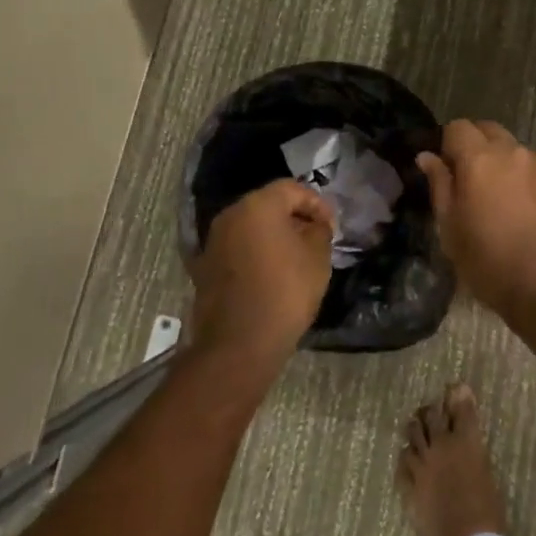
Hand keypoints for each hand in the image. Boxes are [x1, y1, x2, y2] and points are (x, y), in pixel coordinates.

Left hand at [189, 179, 335, 370]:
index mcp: (258, 205)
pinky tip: (272, 274)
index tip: (331, 225)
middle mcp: (230, 215)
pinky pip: (238, 249)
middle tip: (315, 236)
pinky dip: (256, 254)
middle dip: (294, 217)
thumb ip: (319, 230)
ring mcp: (213, 242)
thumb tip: (314, 226)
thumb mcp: (318, 257)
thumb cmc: (285, 292)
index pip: (293, 189)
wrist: (238, 346)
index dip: (316, 204)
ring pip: (251, 227)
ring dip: (274, 236)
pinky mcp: (204, 268)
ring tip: (296, 256)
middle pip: (268, 205)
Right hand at [418, 120, 535, 320]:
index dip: (447, 144)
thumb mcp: (451, 229)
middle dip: (475, 145)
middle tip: (469, 180)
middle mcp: (512, 152)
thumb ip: (439, 186)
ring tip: (499, 200)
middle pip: (488, 130)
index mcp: (479, 158)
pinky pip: (535, 171)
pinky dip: (524, 181)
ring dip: (502, 163)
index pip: (457, 127)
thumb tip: (427, 157)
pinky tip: (525, 213)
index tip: (445, 170)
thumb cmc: (489, 262)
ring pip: (514, 149)